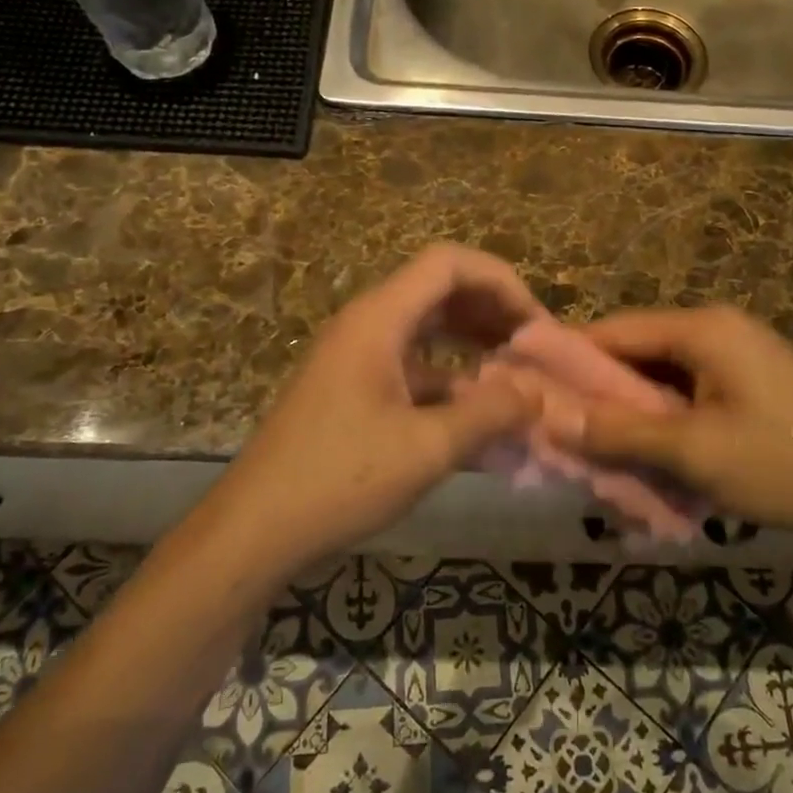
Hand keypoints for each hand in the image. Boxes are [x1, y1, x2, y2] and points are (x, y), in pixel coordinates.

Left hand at [201, 245, 545, 577]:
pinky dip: (449, 379)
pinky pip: (412, 365)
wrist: (255, 529)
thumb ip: (490, 414)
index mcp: (379, 318)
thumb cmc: (340, 479)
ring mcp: (357, 356)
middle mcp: (367, 324)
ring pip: (427, 328)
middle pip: (439, 290)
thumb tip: (537, 393)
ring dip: (473, 344)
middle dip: (492, 312)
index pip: (448, 264)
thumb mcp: (427, 448)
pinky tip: (479, 414)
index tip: (537, 325)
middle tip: (535, 348)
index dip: (501, 282)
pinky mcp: (353, 387)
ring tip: (516, 374)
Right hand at [551, 306, 792, 537]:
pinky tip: (651, 454)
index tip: (530, 390)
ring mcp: (738, 356)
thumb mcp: (694, 452)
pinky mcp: (752, 384)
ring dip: (633, 412)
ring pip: (662, 378)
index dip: (567, 358)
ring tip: (600, 450)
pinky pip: (690, 394)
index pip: (613, 330)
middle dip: (600, 393)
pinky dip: (666, 420)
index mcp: (702, 329)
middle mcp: (717, 330)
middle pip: (637, 353)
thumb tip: (550, 418)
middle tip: (563, 432)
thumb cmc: (785, 463)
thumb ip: (620, 433)